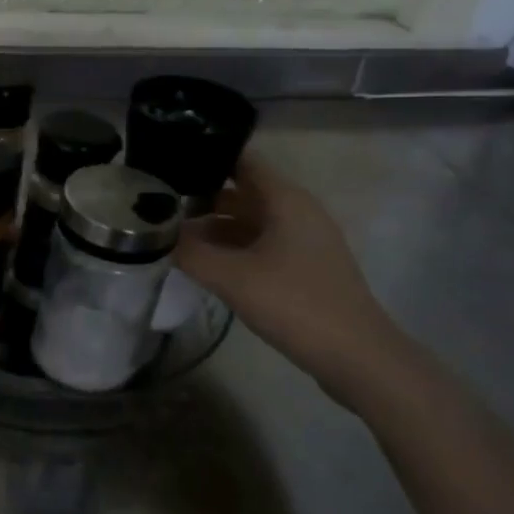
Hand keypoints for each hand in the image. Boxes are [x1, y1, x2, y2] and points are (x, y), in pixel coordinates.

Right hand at [174, 151, 405, 391]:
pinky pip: (259, 244)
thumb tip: (158, 235)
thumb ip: (190, 252)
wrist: (356, 356)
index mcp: (286, 200)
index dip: (206, 158)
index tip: (167, 164)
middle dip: (201, 196)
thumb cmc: (294, 304)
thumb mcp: (231, 278)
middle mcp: (297, 211)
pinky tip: (203, 263)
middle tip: (157, 204)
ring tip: (171, 234)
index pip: (242, 161)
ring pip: (249, 220)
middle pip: (242, 191)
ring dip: (213, 226)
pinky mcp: (303, 266)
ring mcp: (303, 240)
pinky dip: (230, 247)